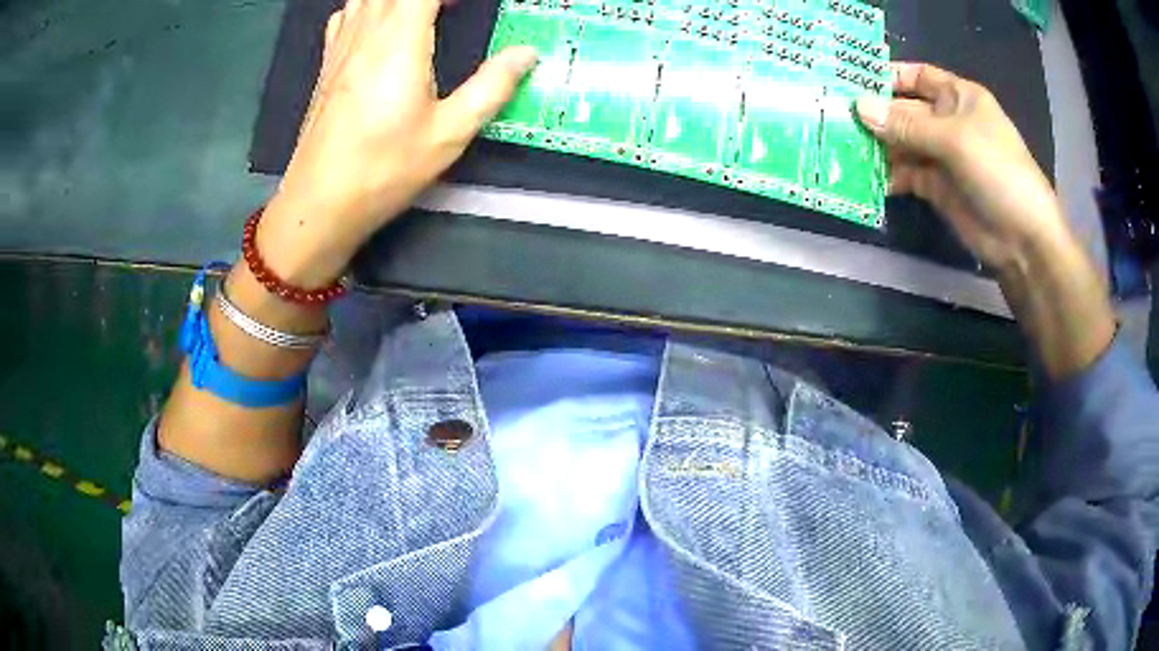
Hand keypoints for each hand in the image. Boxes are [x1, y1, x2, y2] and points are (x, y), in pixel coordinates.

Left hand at [258, 0, 537, 286]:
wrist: (319, 201)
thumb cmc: (383, 169)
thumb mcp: (449, 133)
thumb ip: (491, 86)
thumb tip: (527, 53)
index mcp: (400, 40)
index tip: (474, 8)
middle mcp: (367, 31)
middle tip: (457, 10)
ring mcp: (341, 45)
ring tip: (426, 12)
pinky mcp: (327, 63)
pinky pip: (346, 13)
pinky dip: (368, 6)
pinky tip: (381, 24)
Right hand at [855, 63, 1068, 273]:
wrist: (1022, 240)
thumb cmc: (997, 173)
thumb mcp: (954, 141)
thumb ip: (907, 125)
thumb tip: (859, 108)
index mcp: (958, 98)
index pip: (917, 76)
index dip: (888, 76)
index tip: (852, 82)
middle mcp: (948, 122)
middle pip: (904, 111)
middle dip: (875, 114)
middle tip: (836, 120)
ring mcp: (942, 156)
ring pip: (902, 143)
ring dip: (878, 146)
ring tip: (845, 149)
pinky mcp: (937, 188)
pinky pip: (907, 174)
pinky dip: (889, 176)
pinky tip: (867, 179)